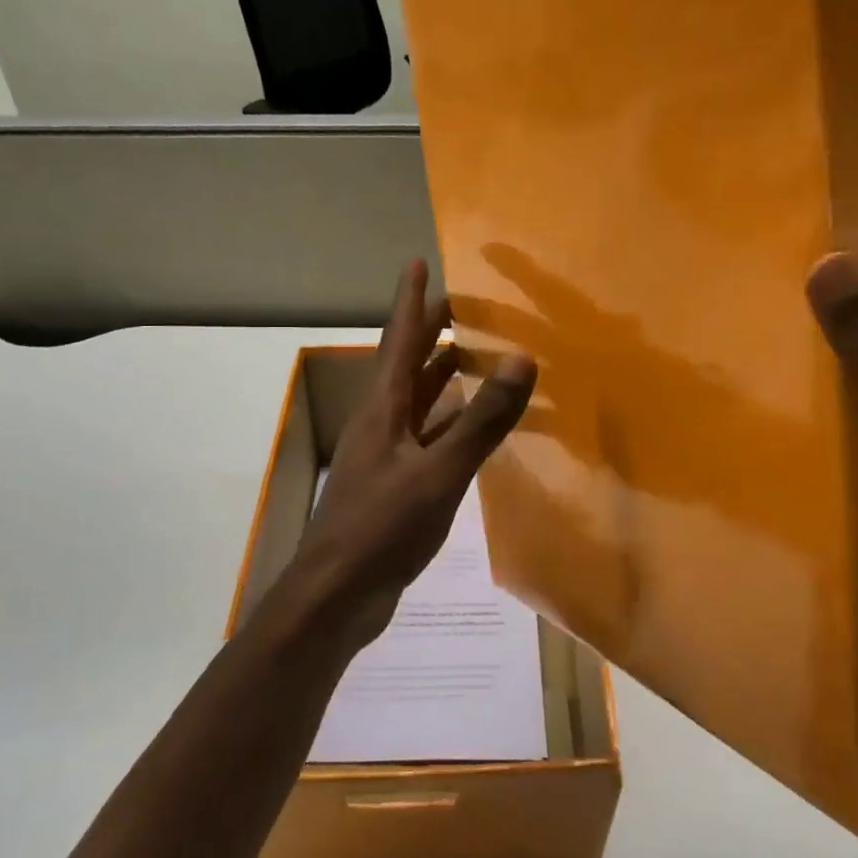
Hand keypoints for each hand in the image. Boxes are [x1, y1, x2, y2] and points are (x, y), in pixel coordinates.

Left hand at [283, 260, 537, 655]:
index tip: (417, 262)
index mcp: (384, 408)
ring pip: (419, 403)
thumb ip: (482, 421)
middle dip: (431, 333)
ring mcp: (386, 455)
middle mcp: (381, 422)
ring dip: (444, 377)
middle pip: (409, 365)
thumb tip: (520, 360)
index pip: (400, 339)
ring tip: (476, 356)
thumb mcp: (439, 473)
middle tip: (463, 305)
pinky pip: (429, 438)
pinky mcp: (395, 485)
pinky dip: (452, 424)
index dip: (411, 301)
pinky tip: (473, 428)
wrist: (337, 595)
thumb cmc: (382, 528)